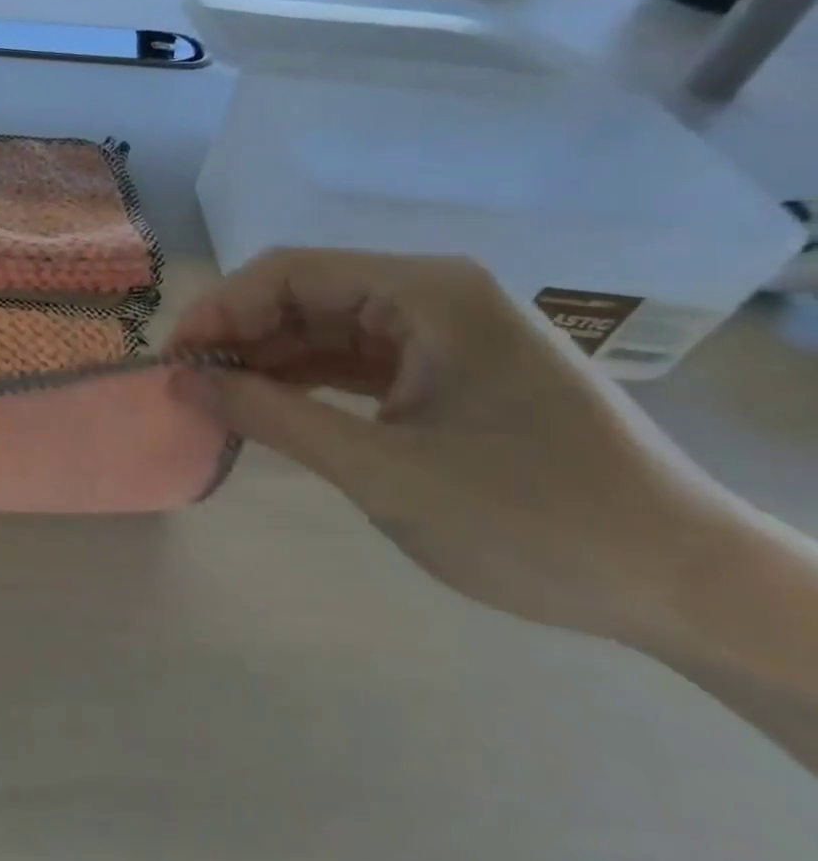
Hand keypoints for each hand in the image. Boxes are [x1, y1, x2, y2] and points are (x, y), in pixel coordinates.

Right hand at [169, 249, 742, 645]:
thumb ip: (271, 415)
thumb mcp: (380, 469)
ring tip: (215, 398)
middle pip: (303, 294)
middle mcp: (433, 295)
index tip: (175, 361)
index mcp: (427, 293)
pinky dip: (304, 381)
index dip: (220, 310)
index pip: (290, 272)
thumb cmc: (531, 520)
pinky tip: (266, 406)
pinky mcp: (447, 371)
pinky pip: (353, 360)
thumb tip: (181, 380)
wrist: (684, 587)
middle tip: (187, 384)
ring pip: (324, 327)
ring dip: (266, 359)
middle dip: (238, 335)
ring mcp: (442, 333)